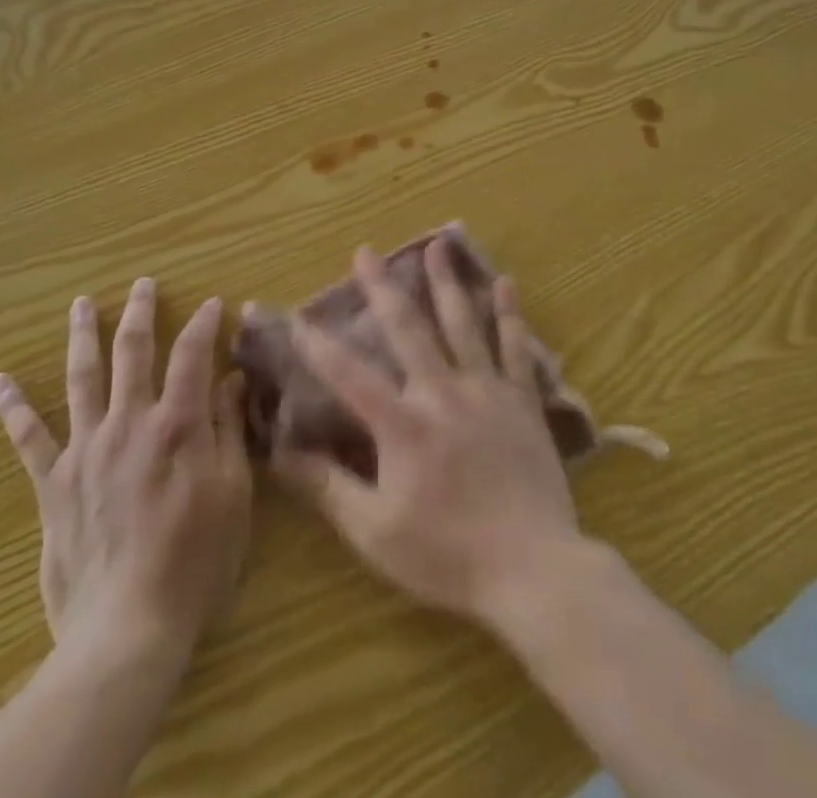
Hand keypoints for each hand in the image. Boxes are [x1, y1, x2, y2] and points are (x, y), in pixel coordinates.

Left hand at [0, 279, 252, 659]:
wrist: (128, 627)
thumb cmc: (196, 560)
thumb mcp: (233, 494)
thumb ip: (228, 430)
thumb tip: (231, 379)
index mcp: (177, 424)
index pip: (192, 354)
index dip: (204, 324)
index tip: (213, 304)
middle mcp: (129, 422)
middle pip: (132, 351)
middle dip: (140, 312)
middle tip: (143, 284)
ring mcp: (86, 449)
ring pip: (82, 377)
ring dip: (83, 336)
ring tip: (81, 304)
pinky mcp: (54, 483)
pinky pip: (29, 438)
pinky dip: (14, 408)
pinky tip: (0, 382)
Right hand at [272, 242, 583, 627]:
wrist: (535, 570)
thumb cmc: (448, 555)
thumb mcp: (375, 532)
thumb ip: (328, 488)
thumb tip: (282, 453)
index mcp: (402, 424)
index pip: (348, 374)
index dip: (317, 345)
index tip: (296, 317)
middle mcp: (442, 392)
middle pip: (407, 328)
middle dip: (381, 287)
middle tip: (365, 251)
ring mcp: (486, 391)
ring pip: (462, 324)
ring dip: (446, 282)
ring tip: (437, 245)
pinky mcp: (521, 401)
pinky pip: (515, 348)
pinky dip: (509, 314)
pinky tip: (505, 283)